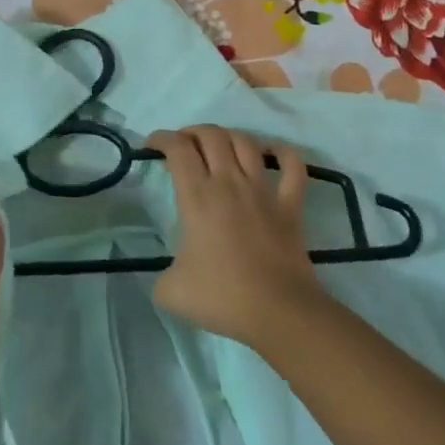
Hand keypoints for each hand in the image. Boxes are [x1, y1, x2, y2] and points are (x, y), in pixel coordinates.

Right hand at [147, 126, 327, 349]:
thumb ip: (161, 274)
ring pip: (247, 143)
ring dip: (228, 137)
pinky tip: (272, 153)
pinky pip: (293, 167)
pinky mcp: (291, 205)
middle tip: (182, 146)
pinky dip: (284, 153)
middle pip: (211, 136)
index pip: (178, 149)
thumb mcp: (169, 291)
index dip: (161, 139)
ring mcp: (264, 191)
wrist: (278, 312)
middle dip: (192, 132)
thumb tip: (170, 273)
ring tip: (218, 146)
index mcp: (198, 197)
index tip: (151, 146)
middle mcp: (230, 183)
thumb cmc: (222, 297)